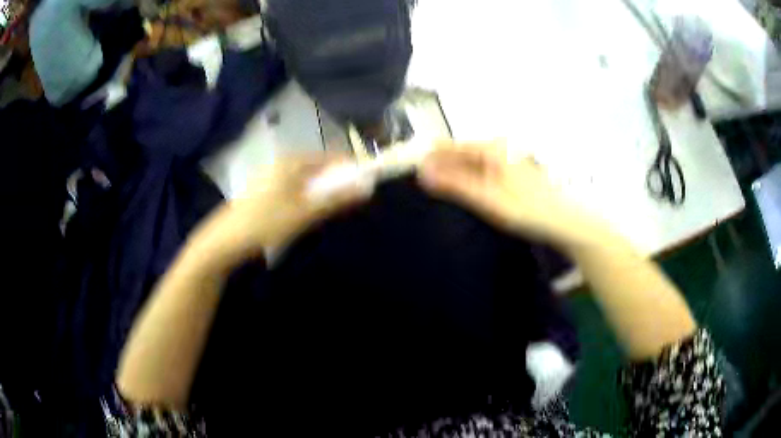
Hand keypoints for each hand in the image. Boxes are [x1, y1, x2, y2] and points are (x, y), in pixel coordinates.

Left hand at [191, 155, 371, 268]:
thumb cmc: (266, 222)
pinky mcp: (266, 190)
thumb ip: (335, 199)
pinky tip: (305, 214)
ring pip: (307, 179)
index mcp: (293, 162)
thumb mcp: (304, 212)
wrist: (226, 239)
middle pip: (320, 167)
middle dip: (336, 182)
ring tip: (329, 211)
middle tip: (348, 203)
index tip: (364, 186)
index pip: (332, 157)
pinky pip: (295, 188)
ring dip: (322, 192)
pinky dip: (307, 197)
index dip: (350, 169)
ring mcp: (272, 176)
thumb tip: (366, 187)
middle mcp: (283, 163)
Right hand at [418, 140, 602, 247]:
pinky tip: (459, 191)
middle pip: (459, 153)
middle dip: (439, 166)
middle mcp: (497, 147)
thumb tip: (422, 173)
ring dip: (451, 174)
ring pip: (469, 162)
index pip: (450, 147)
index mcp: (491, 148)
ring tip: (433, 189)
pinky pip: (480, 170)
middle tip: (419, 184)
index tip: (409, 170)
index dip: (429, 157)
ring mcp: (504, 158)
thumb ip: (455, 185)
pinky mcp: (508, 170)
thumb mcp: (488, 199)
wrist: (562, 221)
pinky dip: (466, 179)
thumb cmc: (527, 210)